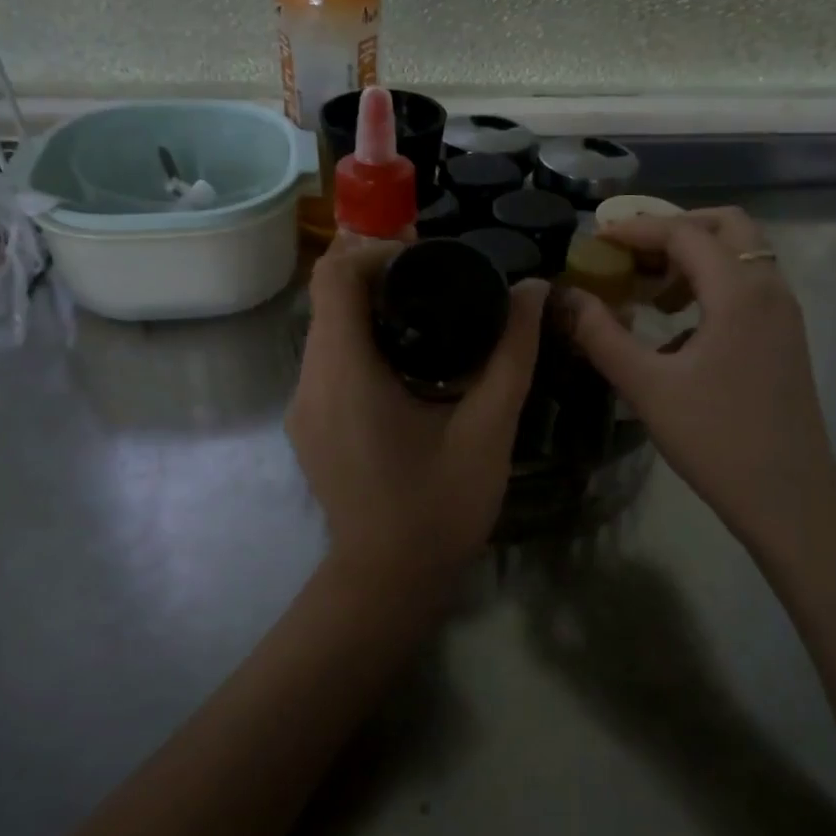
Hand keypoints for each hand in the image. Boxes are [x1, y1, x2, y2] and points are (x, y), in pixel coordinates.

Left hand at [288, 240, 547, 591]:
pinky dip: (362, 343)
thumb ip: (512, 354)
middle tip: (440, 282)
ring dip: (371, 310)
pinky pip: (329, 361)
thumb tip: (533, 290)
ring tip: (430, 318)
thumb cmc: (439, 507)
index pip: (334, 276)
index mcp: (344, 373)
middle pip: (329, 298)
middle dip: (378, 276)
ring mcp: (303, 407)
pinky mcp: (309, 426)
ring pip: (328, 329)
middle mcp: (310, 382)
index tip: (427, 260)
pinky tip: (408, 364)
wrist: (387, 584)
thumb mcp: (488, 428)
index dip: (375, 251)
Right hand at [559, 207, 835, 544]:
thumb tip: (564, 296)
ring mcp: (784, 313)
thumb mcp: (646, 386)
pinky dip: (712, 285)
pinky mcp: (785, 337)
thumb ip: (601, 334)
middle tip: (632, 255)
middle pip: (725, 226)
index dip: (636, 229)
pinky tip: (678, 330)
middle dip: (674, 230)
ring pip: (741, 255)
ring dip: (695, 258)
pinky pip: (748, 286)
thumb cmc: (715, 439)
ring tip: (650, 293)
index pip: (684, 233)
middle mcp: (769, 288)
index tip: (597, 239)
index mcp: (739, 292)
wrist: (788, 498)